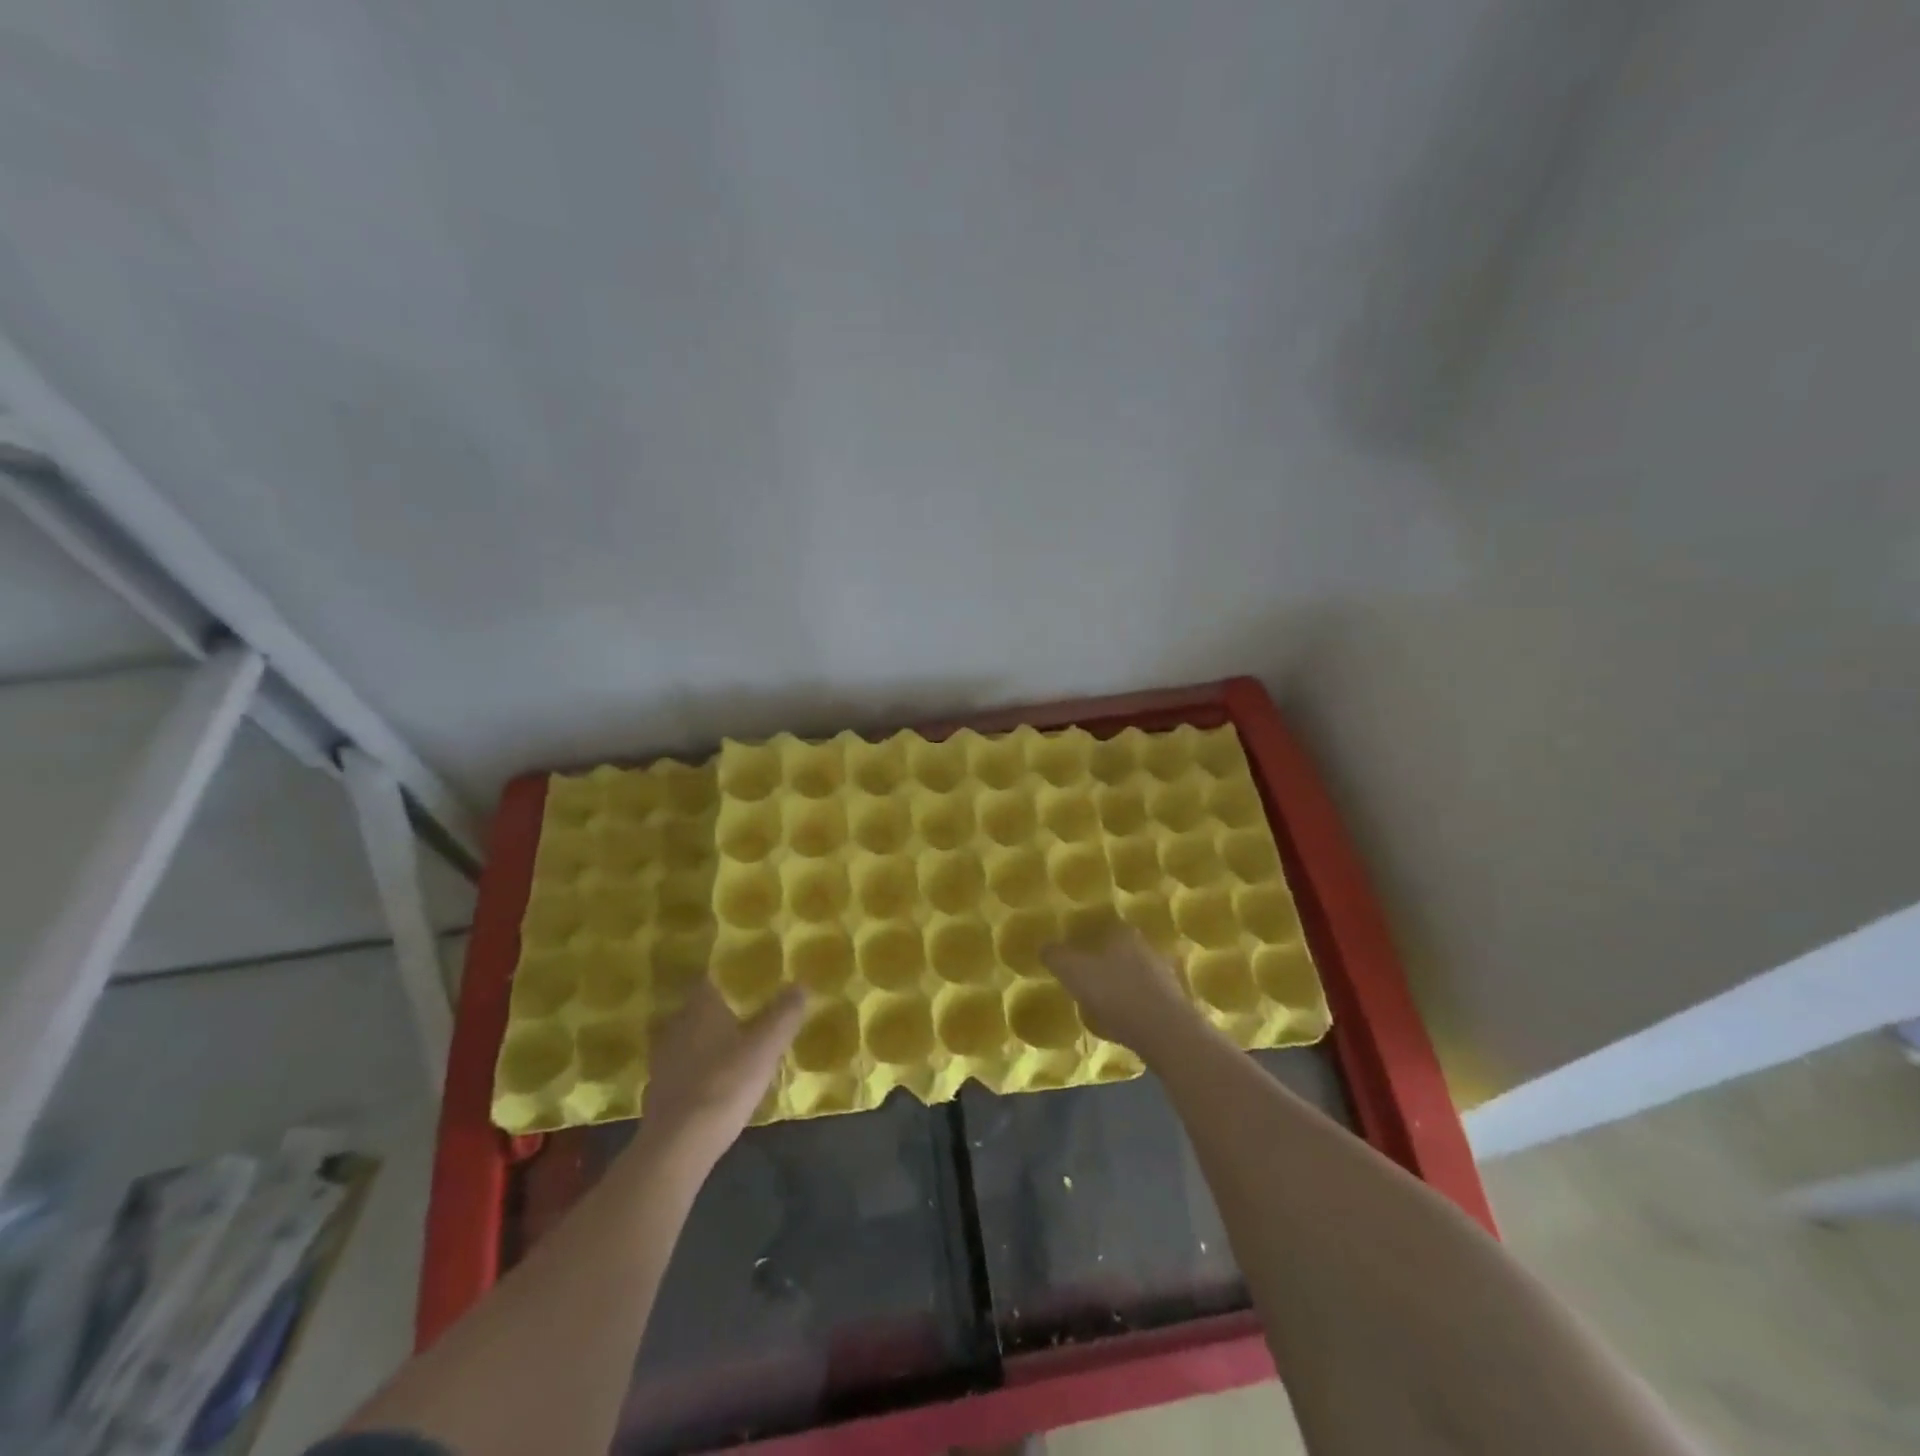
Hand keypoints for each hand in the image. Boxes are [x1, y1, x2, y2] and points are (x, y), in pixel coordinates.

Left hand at [641, 981, 803, 1157]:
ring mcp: (662, 1059)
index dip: (731, 977)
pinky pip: (682, 1067)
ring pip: (689, 1038)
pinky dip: (697, 1068)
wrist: (678, 1146)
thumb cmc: (725, 1085)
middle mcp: (676, 1025)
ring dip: (708, 1040)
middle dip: (722, 1010)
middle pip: (700, 1008)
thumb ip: (784, 1015)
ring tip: (734, 1047)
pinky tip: (714, 1080)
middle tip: (749, 1014)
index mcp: (700, 1007)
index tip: (751, 981)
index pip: (712, 978)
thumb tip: (800, 984)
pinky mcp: (658, 1090)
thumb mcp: (765, 1048)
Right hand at [1040, 924, 1205, 1061]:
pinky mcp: (1174, 1003)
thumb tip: (1044, 946)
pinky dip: (1133, 1007)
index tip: (1073, 957)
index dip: (1086, 941)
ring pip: (1134, 976)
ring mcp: (1164, 976)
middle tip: (1084, 981)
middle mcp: (1147, 948)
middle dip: (1103, 965)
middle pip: (1119, 952)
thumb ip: (1056, 957)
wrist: (1165, 1033)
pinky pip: (1145, 1000)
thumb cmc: (1116, 994)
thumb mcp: (1074, 972)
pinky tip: (1121, 1023)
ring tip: (1100, 1006)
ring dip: (1119, 987)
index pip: (1103, 928)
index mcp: (1123, 934)